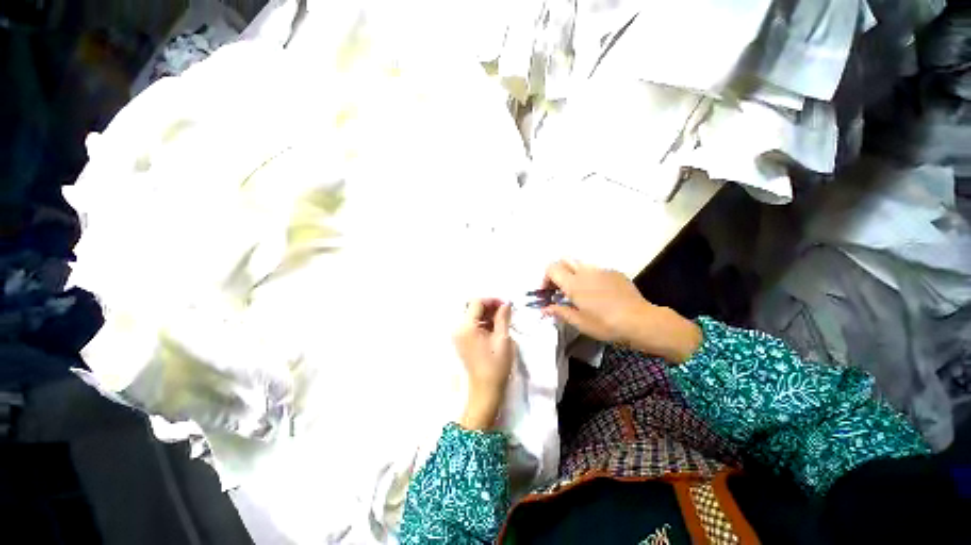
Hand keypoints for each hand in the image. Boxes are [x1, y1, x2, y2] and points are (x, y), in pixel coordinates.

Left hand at [453, 298, 514, 429]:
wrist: (485, 390)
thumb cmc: (495, 365)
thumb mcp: (503, 338)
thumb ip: (503, 317)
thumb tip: (506, 303)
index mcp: (466, 327)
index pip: (477, 302)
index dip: (492, 300)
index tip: (506, 305)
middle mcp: (458, 328)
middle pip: (473, 308)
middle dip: (489, 307)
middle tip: (505, 312)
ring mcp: (458, 335)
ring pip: (472, 316)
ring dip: (487, 315)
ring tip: (502, 320)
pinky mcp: (461, 341)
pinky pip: (471, 325)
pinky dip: (482, 323)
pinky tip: (494, 328)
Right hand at [541, 260, 701, 362]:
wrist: (640, 321)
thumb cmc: (606, 324)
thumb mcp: (580, 322)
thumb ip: (560, 312)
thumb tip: (544, 309)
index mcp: (574, 283)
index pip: (552, 268)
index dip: (546, 278)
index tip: (548, 292)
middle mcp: (585, 272)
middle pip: (564, 260)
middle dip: (558, 272)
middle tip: (560, 289)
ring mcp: (601, 270)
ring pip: (580, 264)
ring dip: (573, 274)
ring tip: (578, 292)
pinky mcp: (614, 272)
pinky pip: (596, 270)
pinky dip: (589, 277)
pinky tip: (598, 293)